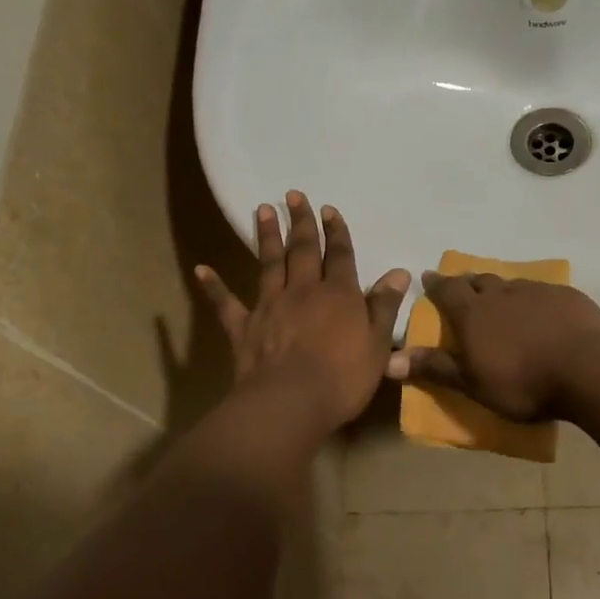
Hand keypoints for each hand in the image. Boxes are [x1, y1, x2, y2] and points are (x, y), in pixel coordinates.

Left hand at [195, 192, 409, 432]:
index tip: (329, 209)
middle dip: (301, 222)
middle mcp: (303, 291)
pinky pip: (225, 303)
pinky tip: (201, 269)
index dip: (337, 232)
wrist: (290, 403)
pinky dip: (213, 286)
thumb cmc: (342, 378)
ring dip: (267, 236)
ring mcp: (270, 306)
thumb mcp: (377, 344)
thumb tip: (398, 272)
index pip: (340, 255)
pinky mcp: (243, 327)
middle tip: (294, 194)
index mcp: (339, 295)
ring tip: (264, 209)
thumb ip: (384, 306)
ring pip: (269, 264)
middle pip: (303, 250)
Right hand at [386, 271, 599, 421]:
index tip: (427, 277)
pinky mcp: (566, 296)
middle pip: (478, 280)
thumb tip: (389, 360)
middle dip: (466, 282)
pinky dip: (532, 298)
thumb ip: (434, 368)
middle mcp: (501, 293)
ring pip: (510, 283)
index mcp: (474, 313)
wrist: (588, 369)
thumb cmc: (523, 382)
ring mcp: (536, 291)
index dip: (436, 284)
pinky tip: (540, 310)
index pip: (447, 290)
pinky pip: (541, 291)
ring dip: (500, 289)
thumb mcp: (472, 383)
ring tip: (499, 298)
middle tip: (461, 286)